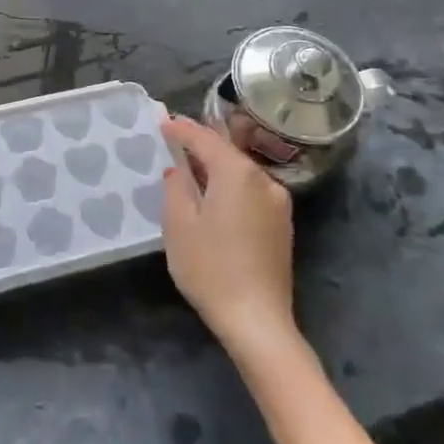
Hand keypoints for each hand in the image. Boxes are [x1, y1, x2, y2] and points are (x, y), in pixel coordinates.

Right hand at [161, 116, 299, 357]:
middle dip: (200, 143)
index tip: (161, 122)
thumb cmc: (211, 268)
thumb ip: (176, 185)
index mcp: (238, 172)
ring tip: (189, 166)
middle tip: (173, 138)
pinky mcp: (281, 224)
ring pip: (241, 172)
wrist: (258, 321)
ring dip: (216, 166)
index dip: (181, 129)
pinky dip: (230, 185)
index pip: (205, 138)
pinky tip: (213, 195)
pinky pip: (250, 190)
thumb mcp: (179, 223)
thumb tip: (179, 169)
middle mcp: (263, 179)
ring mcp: (278, 202)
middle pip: (227, 151)